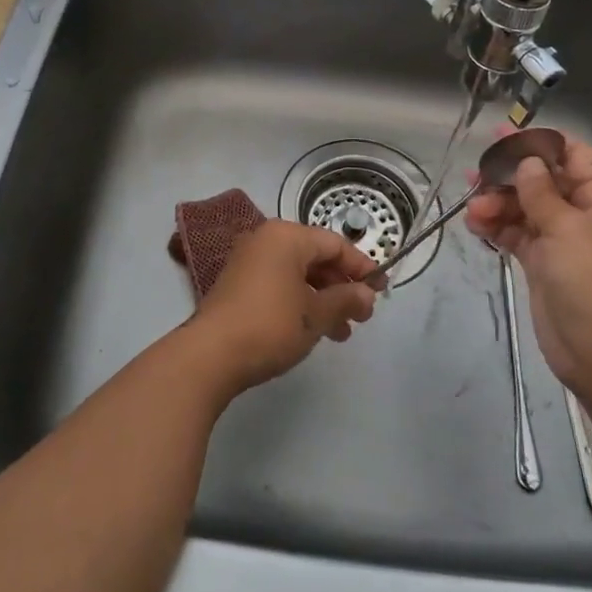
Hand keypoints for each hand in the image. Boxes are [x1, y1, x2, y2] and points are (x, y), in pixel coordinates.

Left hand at [190, 221, 378, 394]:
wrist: (210, 355)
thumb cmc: (270, 325)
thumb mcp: (316, 315)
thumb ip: (346, 300)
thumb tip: (367, 294)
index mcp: (286, 236)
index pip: (334, 243)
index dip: (361, 266)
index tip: (381, 290)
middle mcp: (266, 240)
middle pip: (315, 257)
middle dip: (342, 286)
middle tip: (363, 316)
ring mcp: (248, 261)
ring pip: (298, 274)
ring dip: (323, 299)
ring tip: (342, 333)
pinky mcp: (238, 284)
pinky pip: (280, 284)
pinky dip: (300, 302)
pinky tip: (313, 330)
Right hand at [464, 134, 591, 394]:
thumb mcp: (568, 230)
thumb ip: (542, 192)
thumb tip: (527, 161)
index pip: (572, 155)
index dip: (538, 143)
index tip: (501, 135)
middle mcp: (584, 212)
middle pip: (542, 179)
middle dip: (509, 177)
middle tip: (476, 175)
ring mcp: (561, 237)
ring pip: (523, 205)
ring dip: (497, 203)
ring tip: (474, 211)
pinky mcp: (541, 260)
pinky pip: (515, 231)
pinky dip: (495, 226)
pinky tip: (475, 225)